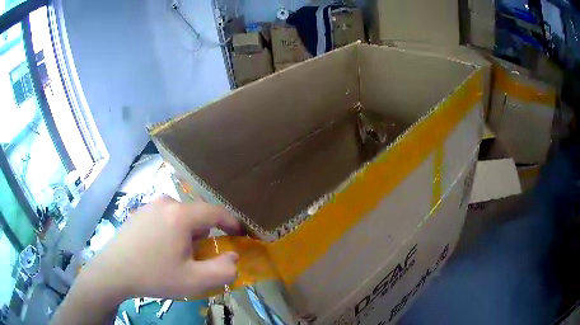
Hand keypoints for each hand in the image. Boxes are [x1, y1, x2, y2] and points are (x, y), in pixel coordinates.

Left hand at [85, 196, 241, 300]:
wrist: (114, 271)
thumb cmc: (154, 275)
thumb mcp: (194, 281)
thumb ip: (223, 270)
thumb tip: (233, 256)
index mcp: (181, 215)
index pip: (216, 212)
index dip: (232, 222)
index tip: (241, 234)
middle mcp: (166, 202)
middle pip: (197, 216)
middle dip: (205, 235)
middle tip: (198, 258)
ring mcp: (150, 205)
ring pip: (181, 216)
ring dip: (187, 233)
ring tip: (176, 255)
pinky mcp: (140, 212)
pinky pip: (165, 217)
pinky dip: (172, 230)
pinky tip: (159, 249)